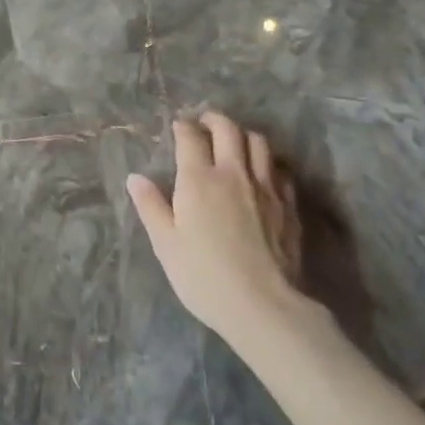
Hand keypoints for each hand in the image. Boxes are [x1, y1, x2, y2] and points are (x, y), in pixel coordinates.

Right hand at [126, 112, 317, 345]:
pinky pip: (279, 169)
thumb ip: (151, 206)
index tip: (178, 126)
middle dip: (214, 120)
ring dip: (244, 135)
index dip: (183, 127)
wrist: (262, 305)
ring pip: (259, 143)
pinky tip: (262, 173)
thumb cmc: (203, 276)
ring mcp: (266, 187)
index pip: (191, 138)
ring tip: (234, 142)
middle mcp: (234, 173)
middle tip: (205, 123)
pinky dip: (267, 162)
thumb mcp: (166, 244)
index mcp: (199, 180)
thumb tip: (136, 178)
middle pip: (229, 130)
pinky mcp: (288, 205)